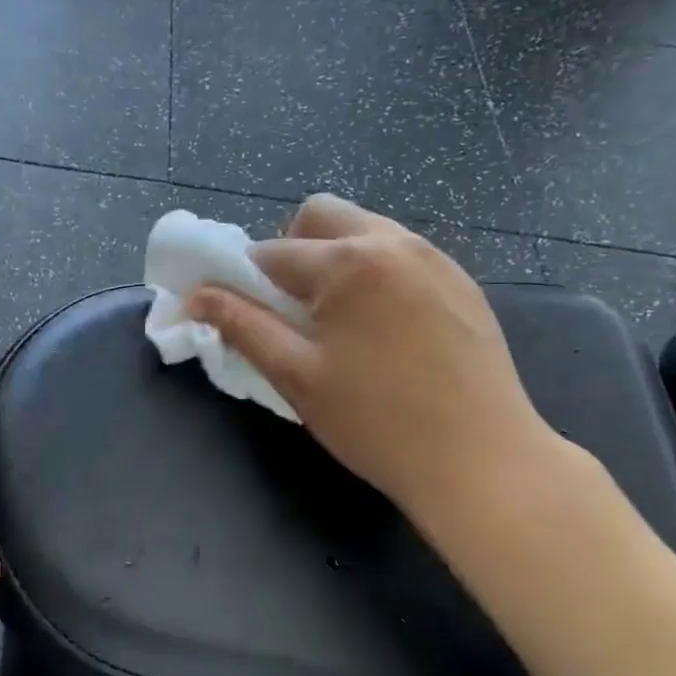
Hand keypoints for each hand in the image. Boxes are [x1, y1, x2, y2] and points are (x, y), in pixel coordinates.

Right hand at [186, 194, 565, 520]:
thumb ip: (241, 325)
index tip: (246, 315)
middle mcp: (394, 241)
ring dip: (334, 258)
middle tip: (293, 308)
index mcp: (348, 262)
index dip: (245, 281)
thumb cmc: (376, 421)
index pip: (271, 251)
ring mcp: (434, 257)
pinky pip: (400, 254)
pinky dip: (373, 273)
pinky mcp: (461, 280)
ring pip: (363, 229)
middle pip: (321, 214)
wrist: (481, 460)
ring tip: (338, 320)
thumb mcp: (295, 374)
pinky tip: (382, 328)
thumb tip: (194, 296)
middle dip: (291, 249)